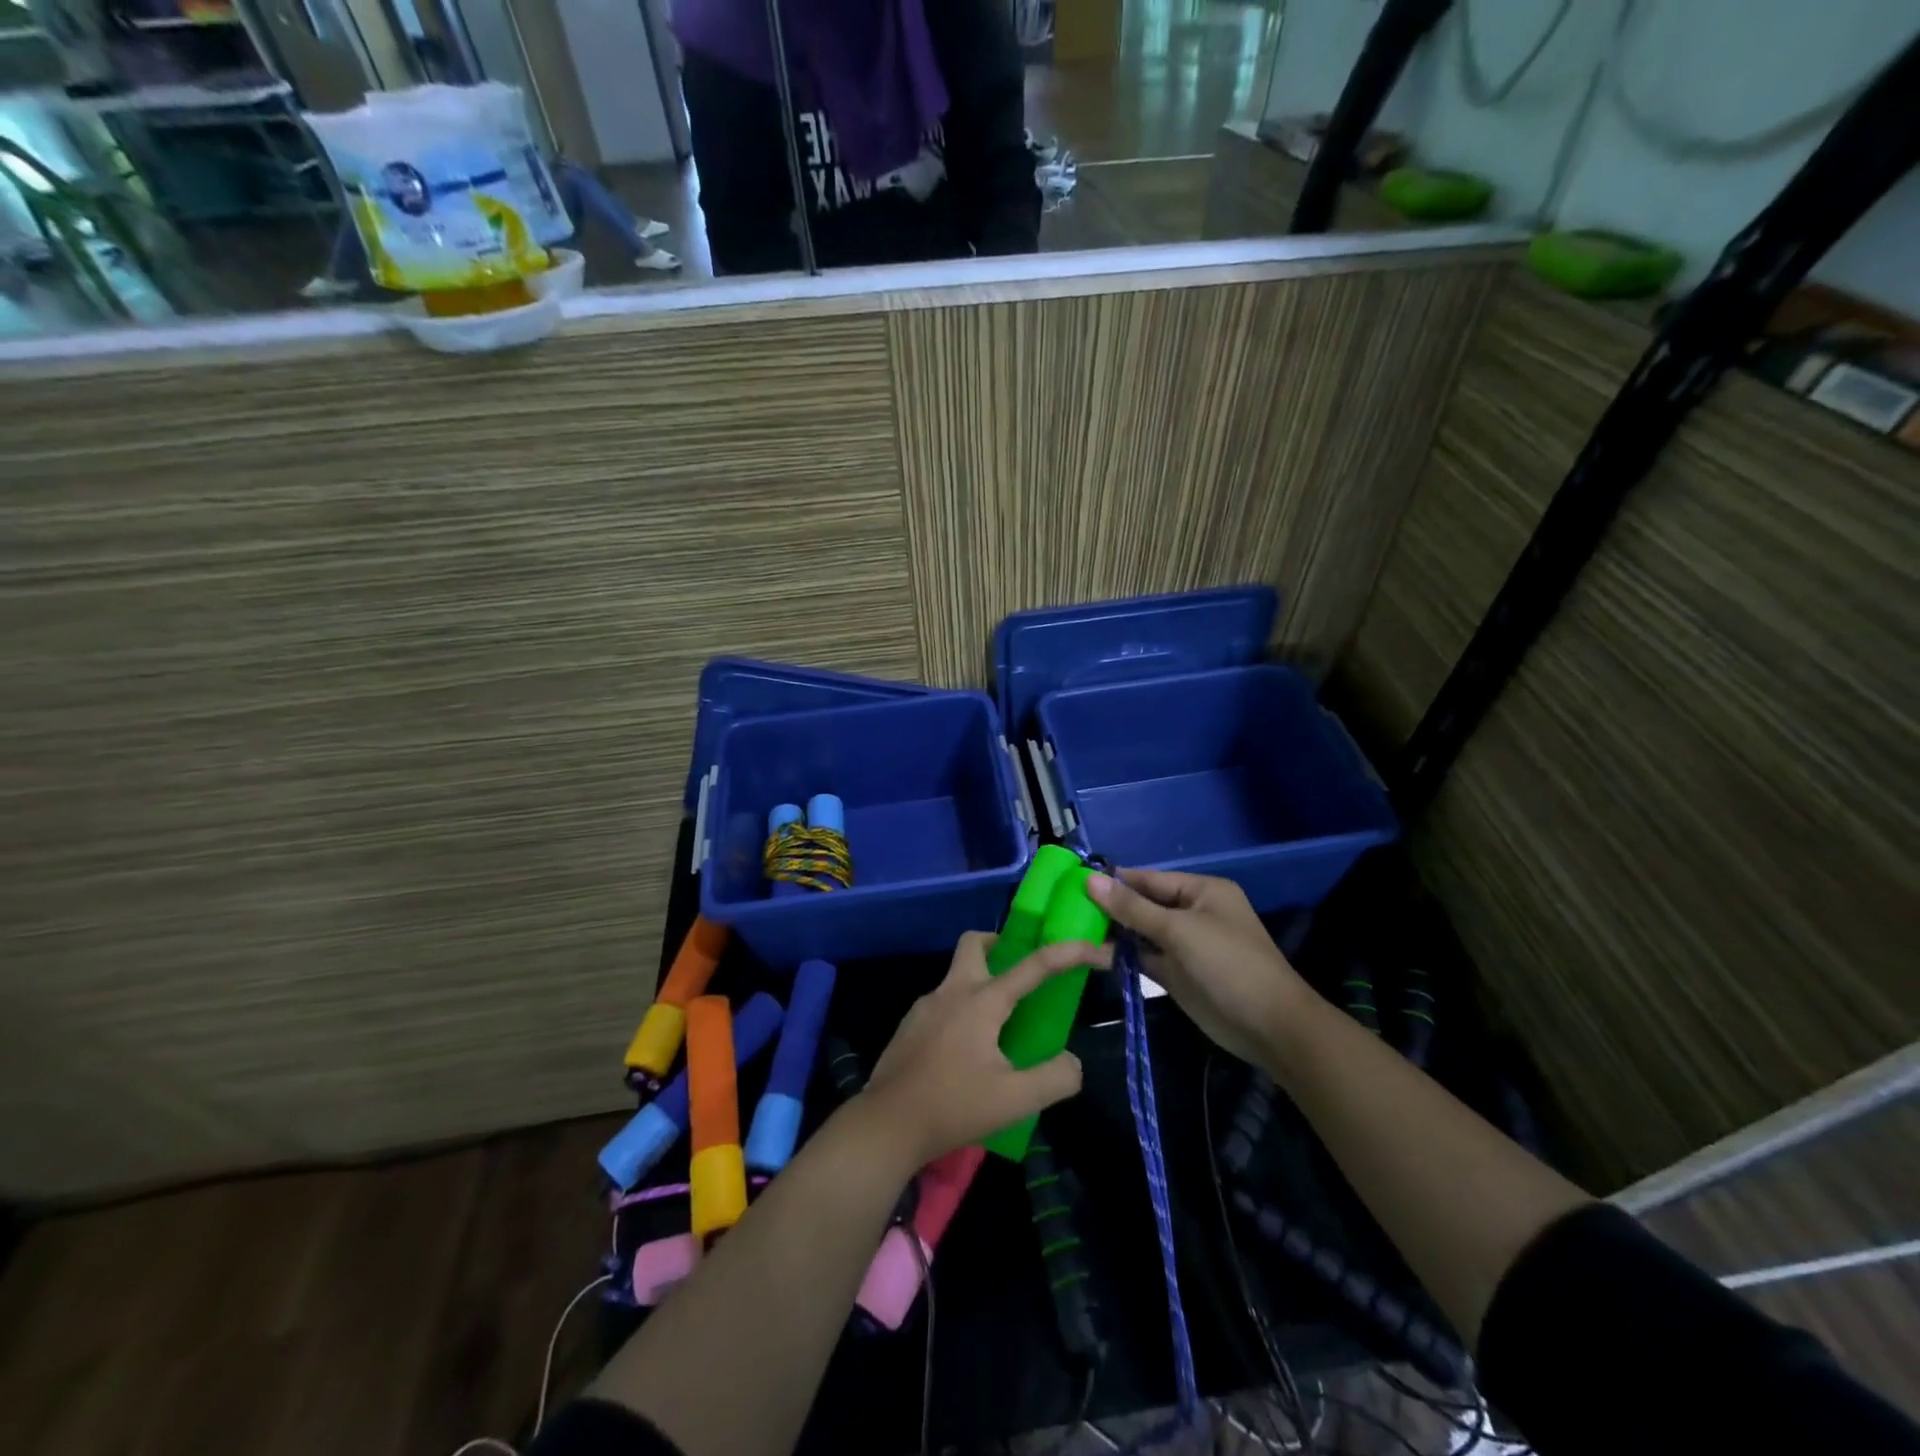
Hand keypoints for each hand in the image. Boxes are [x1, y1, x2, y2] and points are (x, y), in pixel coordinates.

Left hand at [858, 931, 1111, 1169]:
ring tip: (1002, 1025)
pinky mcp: (910, 1026)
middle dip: (1002, 944)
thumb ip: (1055, 1078)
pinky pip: (944, 1003)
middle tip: (1024, 971)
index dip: (1071, 953)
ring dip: (983, 983)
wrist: (885, 1125)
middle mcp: (951, 991)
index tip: (1099, 951)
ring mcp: (925, 1007)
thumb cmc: (953, 1106)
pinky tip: (969, 1051)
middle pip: (976, 944)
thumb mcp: (1016, 1100)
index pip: (1034, 965)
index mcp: (981, 1000)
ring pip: (958, 975)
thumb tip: (1072, 1061)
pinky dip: (963, 1010)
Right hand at [1087, 869, 1312, 1068]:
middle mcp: (1192, 913)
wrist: (1269, 1027)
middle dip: (1110, 907)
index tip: (1074, 880)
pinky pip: (1145, 957)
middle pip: (1143, 904)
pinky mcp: (1178, 974)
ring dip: (1113, 932)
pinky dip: (1123, 956)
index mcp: (1201, 891)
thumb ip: (1133, 908)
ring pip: (1141, 932)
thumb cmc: (1228, 965)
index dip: (1114, 880)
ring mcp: (1185, 945)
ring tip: (1072, 928)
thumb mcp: (1179, 930)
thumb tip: (1090, 880)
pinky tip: (1093, 953)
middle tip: (1066, 907)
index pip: (1149, 879)